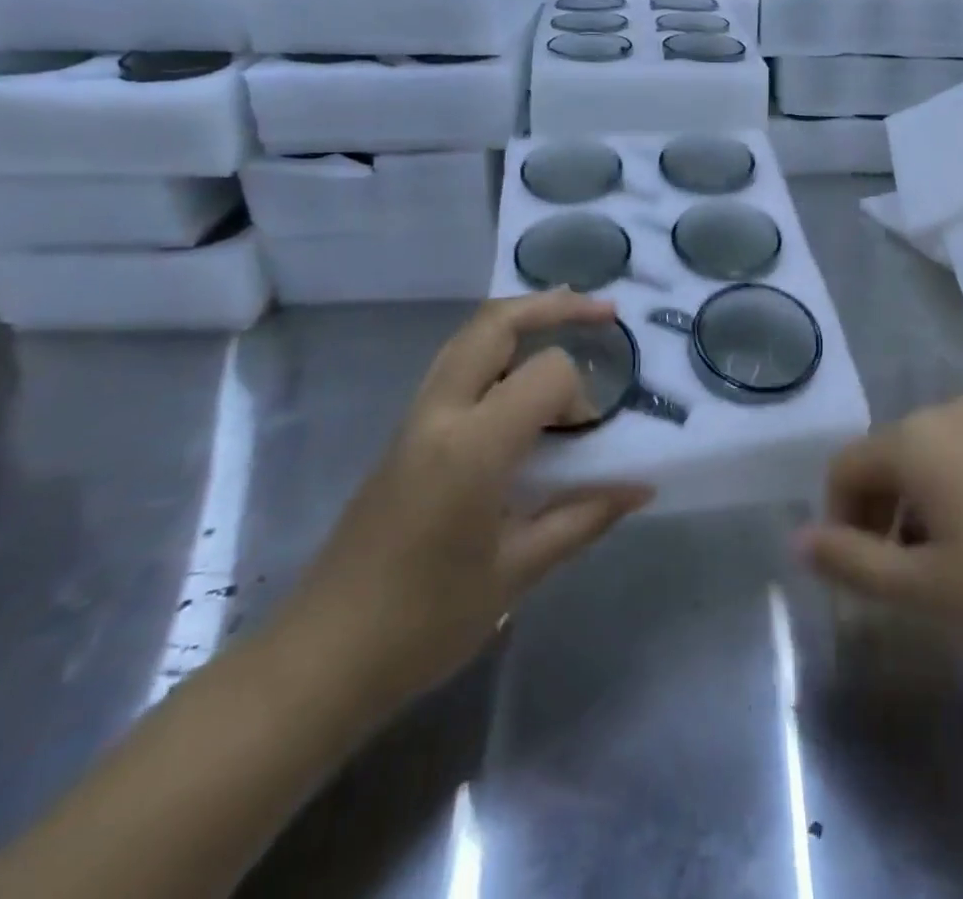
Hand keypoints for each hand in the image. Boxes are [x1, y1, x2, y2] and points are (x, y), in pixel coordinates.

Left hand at [268, 291, 652, 710]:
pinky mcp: (403, 433)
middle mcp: (439, 414)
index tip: (589, 440)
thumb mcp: (518, 572)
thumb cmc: (426, 621)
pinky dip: (497, 351)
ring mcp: (414, 418)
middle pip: (495, 323)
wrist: (322, 657)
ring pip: (469, 337)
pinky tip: (521, 379)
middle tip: (604, 312)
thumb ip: (583, 517)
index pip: (546, 375)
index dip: (581, 396)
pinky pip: (455, 367)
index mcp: (472, 446)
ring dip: (521, 320)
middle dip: (553, 306)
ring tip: (568, 323)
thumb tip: (640, 487)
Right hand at [797, 397, 962, 680]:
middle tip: (901, 576)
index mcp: (916, 437)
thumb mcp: (925, 589)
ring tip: (951, 566)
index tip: (857, 573)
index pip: (845, 467)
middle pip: (889, 457)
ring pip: (935, 457)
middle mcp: (954, 412)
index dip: (837, 519)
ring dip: (922, 506)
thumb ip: (851, 561)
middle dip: (881, 513)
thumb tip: (796, 540)